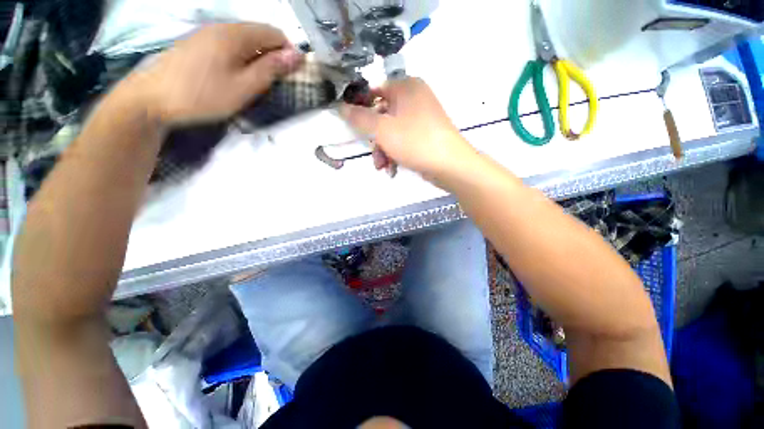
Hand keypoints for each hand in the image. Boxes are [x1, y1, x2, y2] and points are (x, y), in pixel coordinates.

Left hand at [124, 23, 302, 126]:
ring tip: (256, 82)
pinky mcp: (197, 44)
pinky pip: (229, 45)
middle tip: (274, 83)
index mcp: (236, 34)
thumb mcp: (245, 87)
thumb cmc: (204, 95)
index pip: (275, 33)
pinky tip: (235, 76)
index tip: (291, 75)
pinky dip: (241, 58)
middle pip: (259, 34)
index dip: (288, 52)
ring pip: (244, 41)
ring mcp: (207, 34)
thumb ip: (271, 69)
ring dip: (257, 58)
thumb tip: (296, 56)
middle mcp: (222, 27)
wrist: (152, 99)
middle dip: (273, 56)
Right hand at [339, 78, 474, 179]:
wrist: (449, 165)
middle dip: (374, 139)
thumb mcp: (382, 129)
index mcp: (406, 87)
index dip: (361, 108)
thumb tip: (341, 107)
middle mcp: (415, 98)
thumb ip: (360, 118)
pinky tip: (392, 168)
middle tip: (373, 154)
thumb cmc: (415, 141)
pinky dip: (395, 153)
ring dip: (383, 150)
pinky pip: (403, 140)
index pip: (375, 91)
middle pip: (383, 115)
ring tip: (382, 166)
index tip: (354, 126)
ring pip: (392, 131)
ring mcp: (421, 118)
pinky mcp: (425, 135)